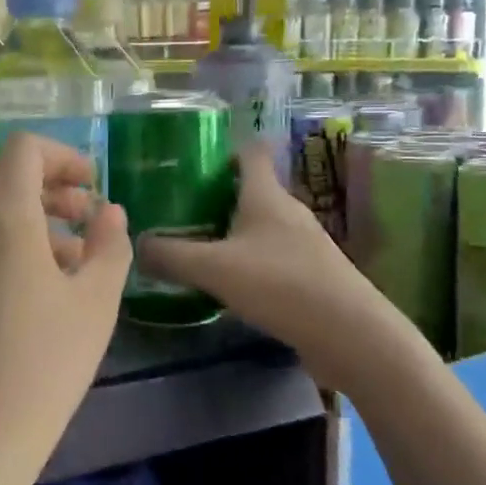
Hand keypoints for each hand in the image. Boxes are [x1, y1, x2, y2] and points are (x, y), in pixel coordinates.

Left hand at [0, 133, 130, 484]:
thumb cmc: (36, 372)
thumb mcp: (93, 307)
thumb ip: (108, 246)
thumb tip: (107, 212)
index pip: (26, 151)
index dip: (64, 157)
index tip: (92, 186)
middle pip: (3, 179)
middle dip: (49, 191)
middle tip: (86, 221)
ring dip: (27, 221)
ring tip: (68, 262)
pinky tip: (27, 293)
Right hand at [138, 143, 380, 359]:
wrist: (349, 334)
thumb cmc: (280, 284)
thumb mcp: (214, 268)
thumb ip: (171, 256)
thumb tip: (136, 244)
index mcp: (266, 196)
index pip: (249, 153)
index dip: (223, 150)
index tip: (191, 160)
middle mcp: (288, 212)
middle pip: (251, 191)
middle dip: (216, 197)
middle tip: (178, 209)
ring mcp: (304, 244)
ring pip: (261, 227)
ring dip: (232, 232)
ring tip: (196, 246)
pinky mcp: (311, 275)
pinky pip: (271, 257)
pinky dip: (248, 262)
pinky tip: (228, 284)